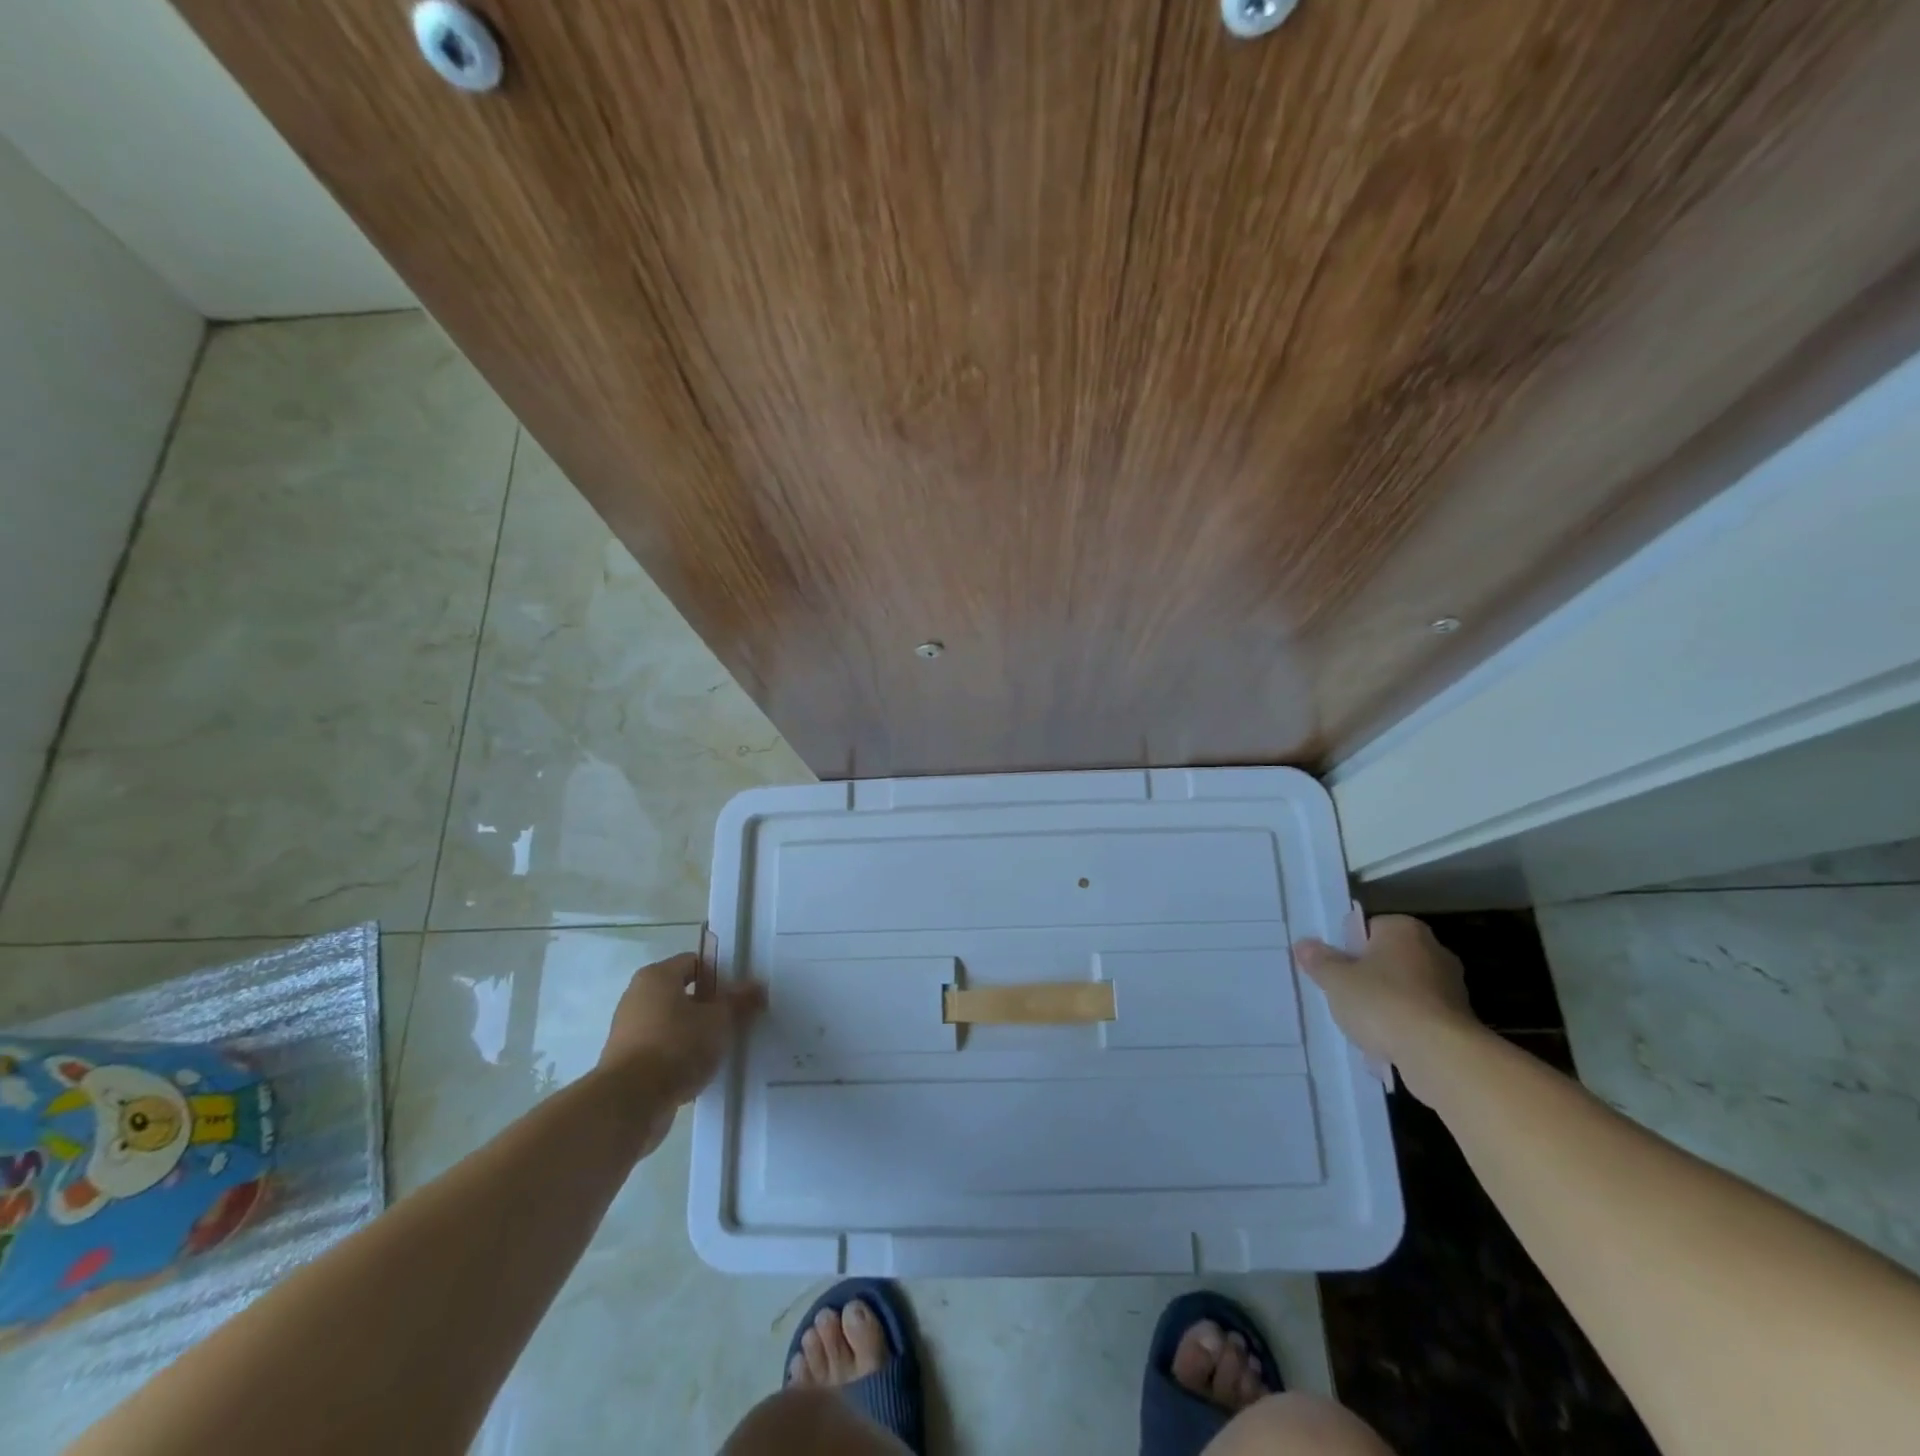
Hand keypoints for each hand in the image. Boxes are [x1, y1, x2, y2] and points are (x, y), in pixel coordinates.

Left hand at [598, 952, 765, 1106]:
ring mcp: (628, 1030)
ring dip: (696, 1032)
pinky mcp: (626, 1062)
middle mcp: (637, 997)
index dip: (720, 974)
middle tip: (736, 1019)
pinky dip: (680, 1055)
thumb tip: (758, 985)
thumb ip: (739, 1001)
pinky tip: (700, 1069)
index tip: (740, 992)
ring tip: (722, 1047)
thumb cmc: (676, 1046)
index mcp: (656, 976)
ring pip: (673, 1023)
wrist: (630, 1103)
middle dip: (710, 1005)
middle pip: (682, 993)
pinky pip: (662, 1049)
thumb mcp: (719, 1020)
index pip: (694, 962)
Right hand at [1292, 915, 1480, 1082]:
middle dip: (1367, 976)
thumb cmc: (1382, 1003)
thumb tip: (1304, 945)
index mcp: (1404, 929)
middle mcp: (1433, 950)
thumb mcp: (1336, 980)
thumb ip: (1319, 961)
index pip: (1369, 928)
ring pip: (1404, 990)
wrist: (1439, 1056)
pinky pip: (1419, 1017)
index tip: (1334, 969)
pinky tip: (1385, 1045)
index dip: (1348, 948)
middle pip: (1388, 959)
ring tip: (1361, 1026)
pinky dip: (1404, 1028)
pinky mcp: (1459, 1022)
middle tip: (1342, 995)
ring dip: (1386, 1005)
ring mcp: (1451, 987)